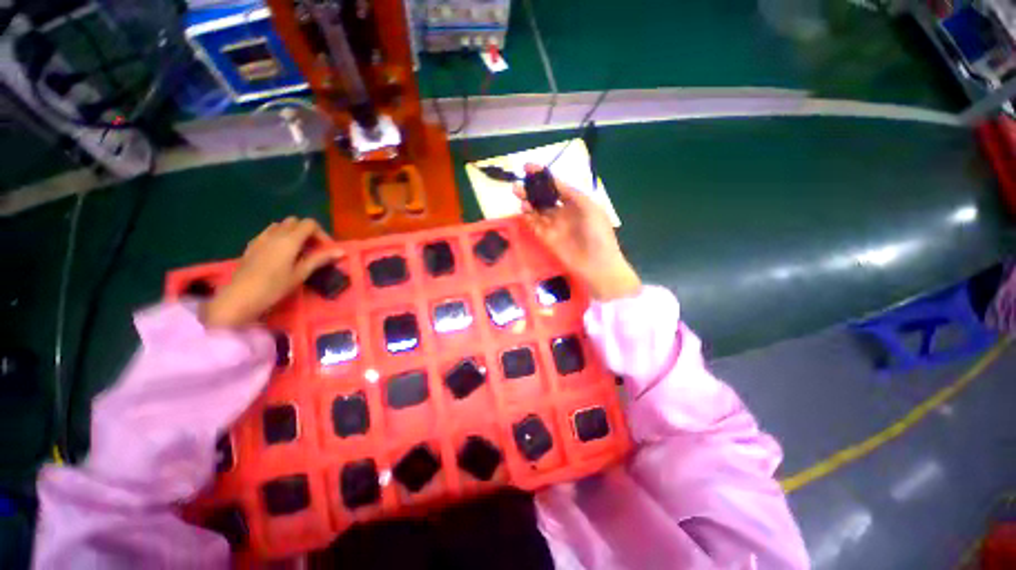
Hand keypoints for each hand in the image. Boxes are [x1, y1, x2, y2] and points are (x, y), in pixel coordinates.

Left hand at [202, 218, 342, 327]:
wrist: (240, 297)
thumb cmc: (275, 286)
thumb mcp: (301, 273)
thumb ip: (320, 259)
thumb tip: (341, 251)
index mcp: (289, 239)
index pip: (310, 224)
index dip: (321, 234)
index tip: (326, 249)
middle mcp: (275, 234)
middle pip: (295, 221)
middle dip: (307, 232)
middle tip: (313, 249)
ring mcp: (261, 238)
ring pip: (280, 225)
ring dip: (292, 233)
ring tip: (297, 251)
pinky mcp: (251, 245)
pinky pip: (268, 233)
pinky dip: (278, 237)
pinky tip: (279, 254)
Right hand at [514, 165, 640, 300]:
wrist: (597, 264)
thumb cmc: (598, 234)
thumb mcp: (589, 207)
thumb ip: (571, 194)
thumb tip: (554, 182)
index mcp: (576, 202)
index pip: (556, 186)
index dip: (543, 176)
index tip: (527, 167)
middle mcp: (563, 212)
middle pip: (544, 198)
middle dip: (531, 189)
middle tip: (518, 184)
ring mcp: (555, 226)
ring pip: (537, 211)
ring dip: (528, 202)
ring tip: (518, 194)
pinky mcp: (547, 239)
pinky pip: (535, 226)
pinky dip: (528, 218)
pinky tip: (523, 210)